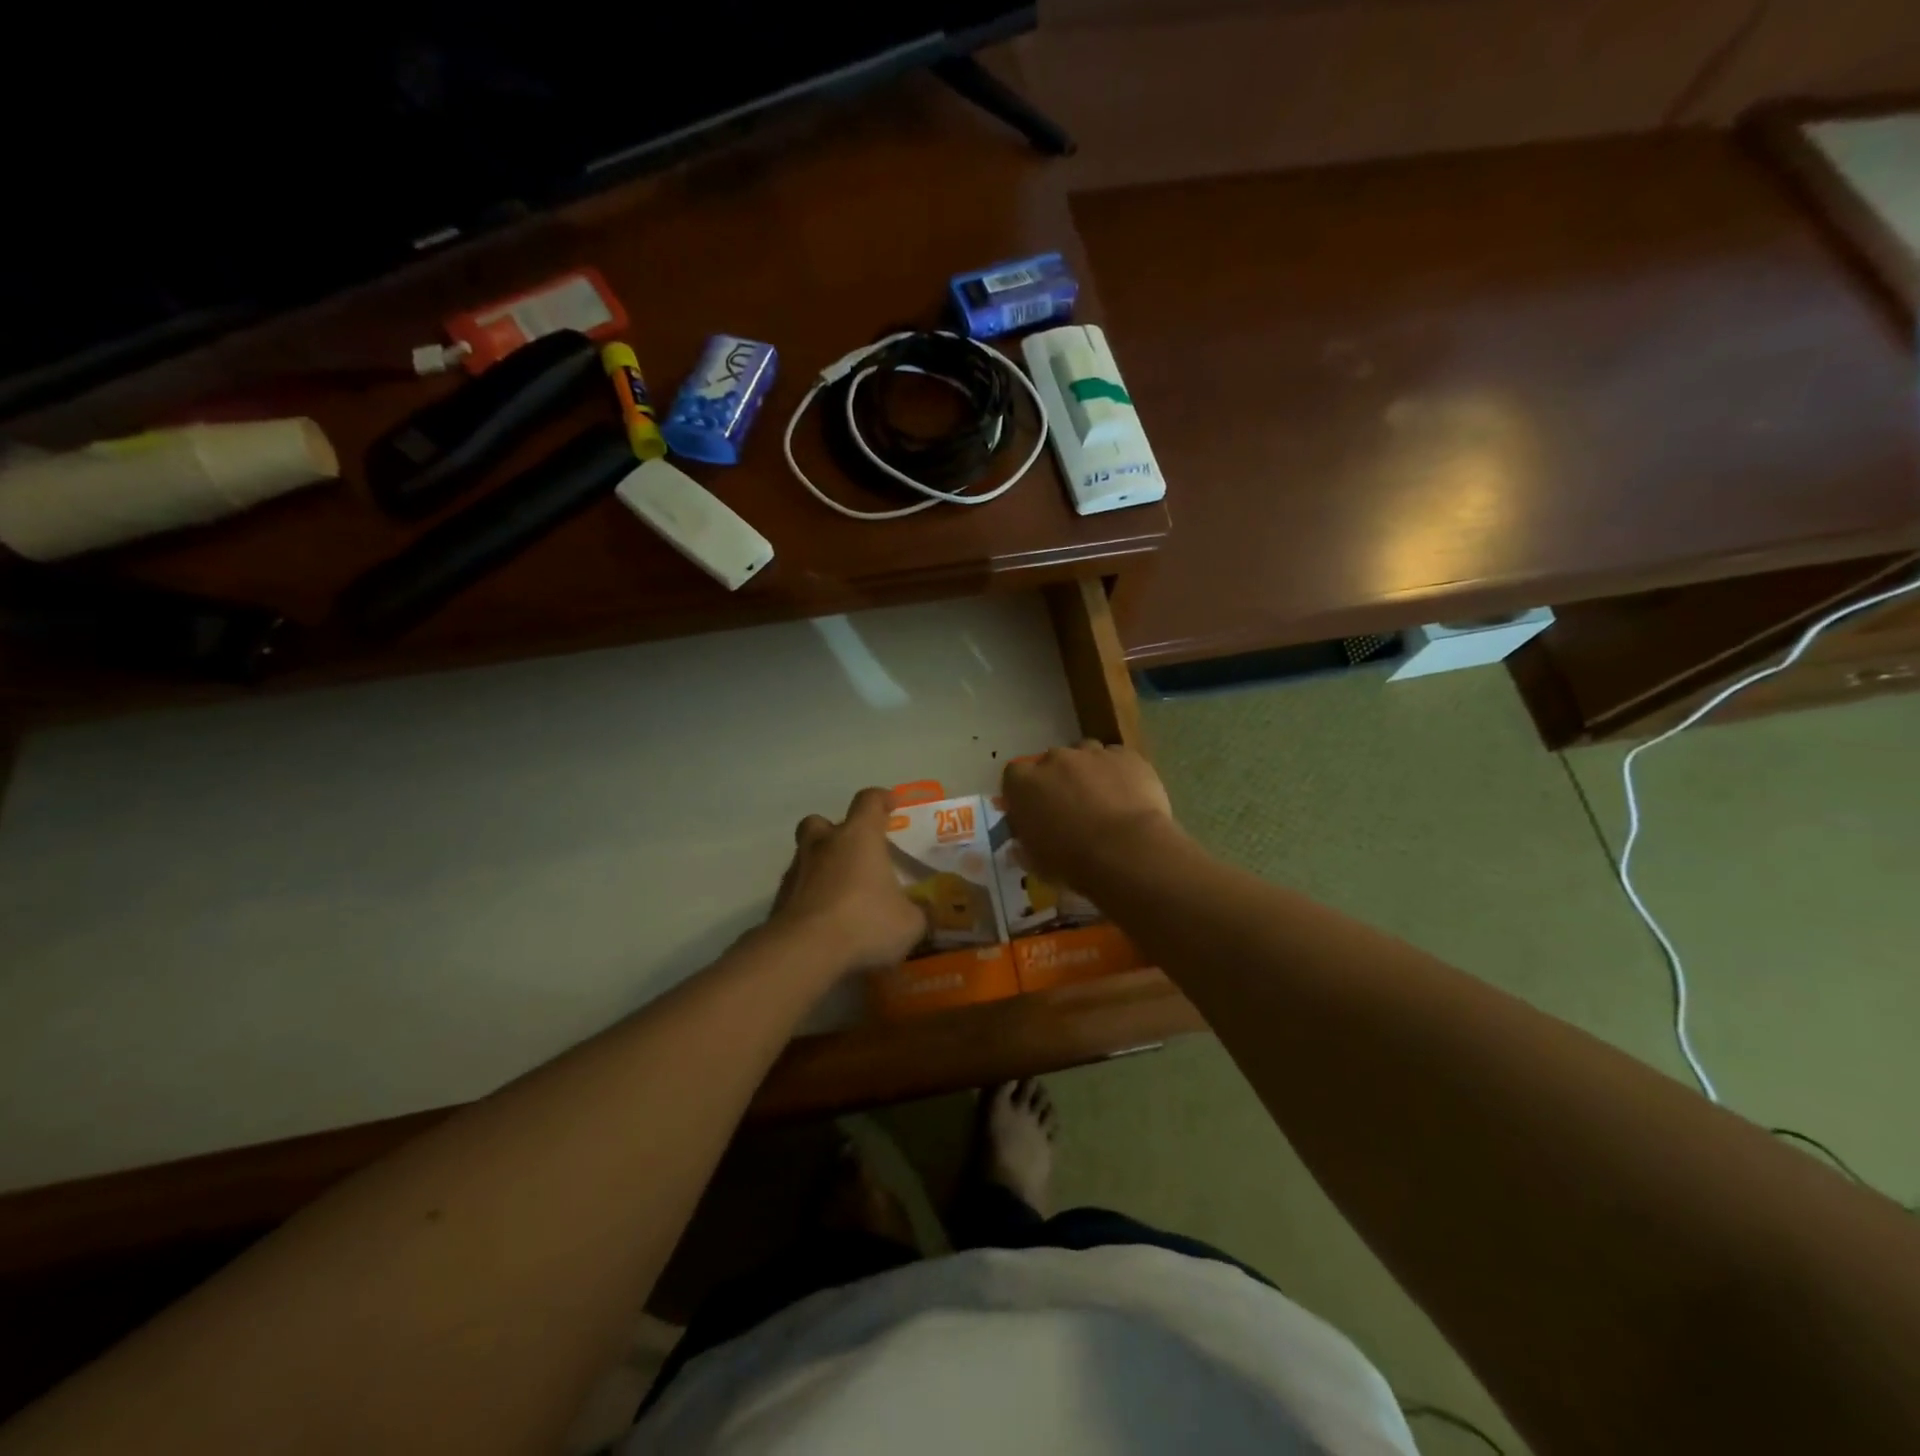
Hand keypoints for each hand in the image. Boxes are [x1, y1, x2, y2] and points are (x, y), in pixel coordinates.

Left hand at [766, 788, 926, 973]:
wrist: (804, 951)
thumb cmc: (865, 922)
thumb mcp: (909, 923)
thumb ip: (918, 913)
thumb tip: (924, 913)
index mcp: (859, 836)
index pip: (869, 801)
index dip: (881, 799)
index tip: (891, 804)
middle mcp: (824, 844)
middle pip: (822, 822)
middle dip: (835, 831)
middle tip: (854, 851)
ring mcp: (797, 870)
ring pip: (806, 855)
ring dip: (821, 866)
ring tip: (840, 892)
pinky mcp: (778, 899)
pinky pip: (797, 888)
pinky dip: (809, 897)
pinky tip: (824, 919)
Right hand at [1001, 741, 1180, 888]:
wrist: (1128, 851)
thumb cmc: (1073, 861)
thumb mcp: (1036, 862)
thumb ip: (1024, 846)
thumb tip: (1021, 845)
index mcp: (1024, 784)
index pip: (1013, 777)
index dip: (1024, 792)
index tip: (1033, 810)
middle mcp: (1054, 759)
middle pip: (1051, 762)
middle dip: (1058, 780)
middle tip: (1071, 808)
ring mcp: (1092, 753)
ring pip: (1086, 754)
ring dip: (1089, 772)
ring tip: (1103, 800)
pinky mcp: (1126, 756)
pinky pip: (1118, 759)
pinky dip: (1119, 773)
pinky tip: (1129, 796)